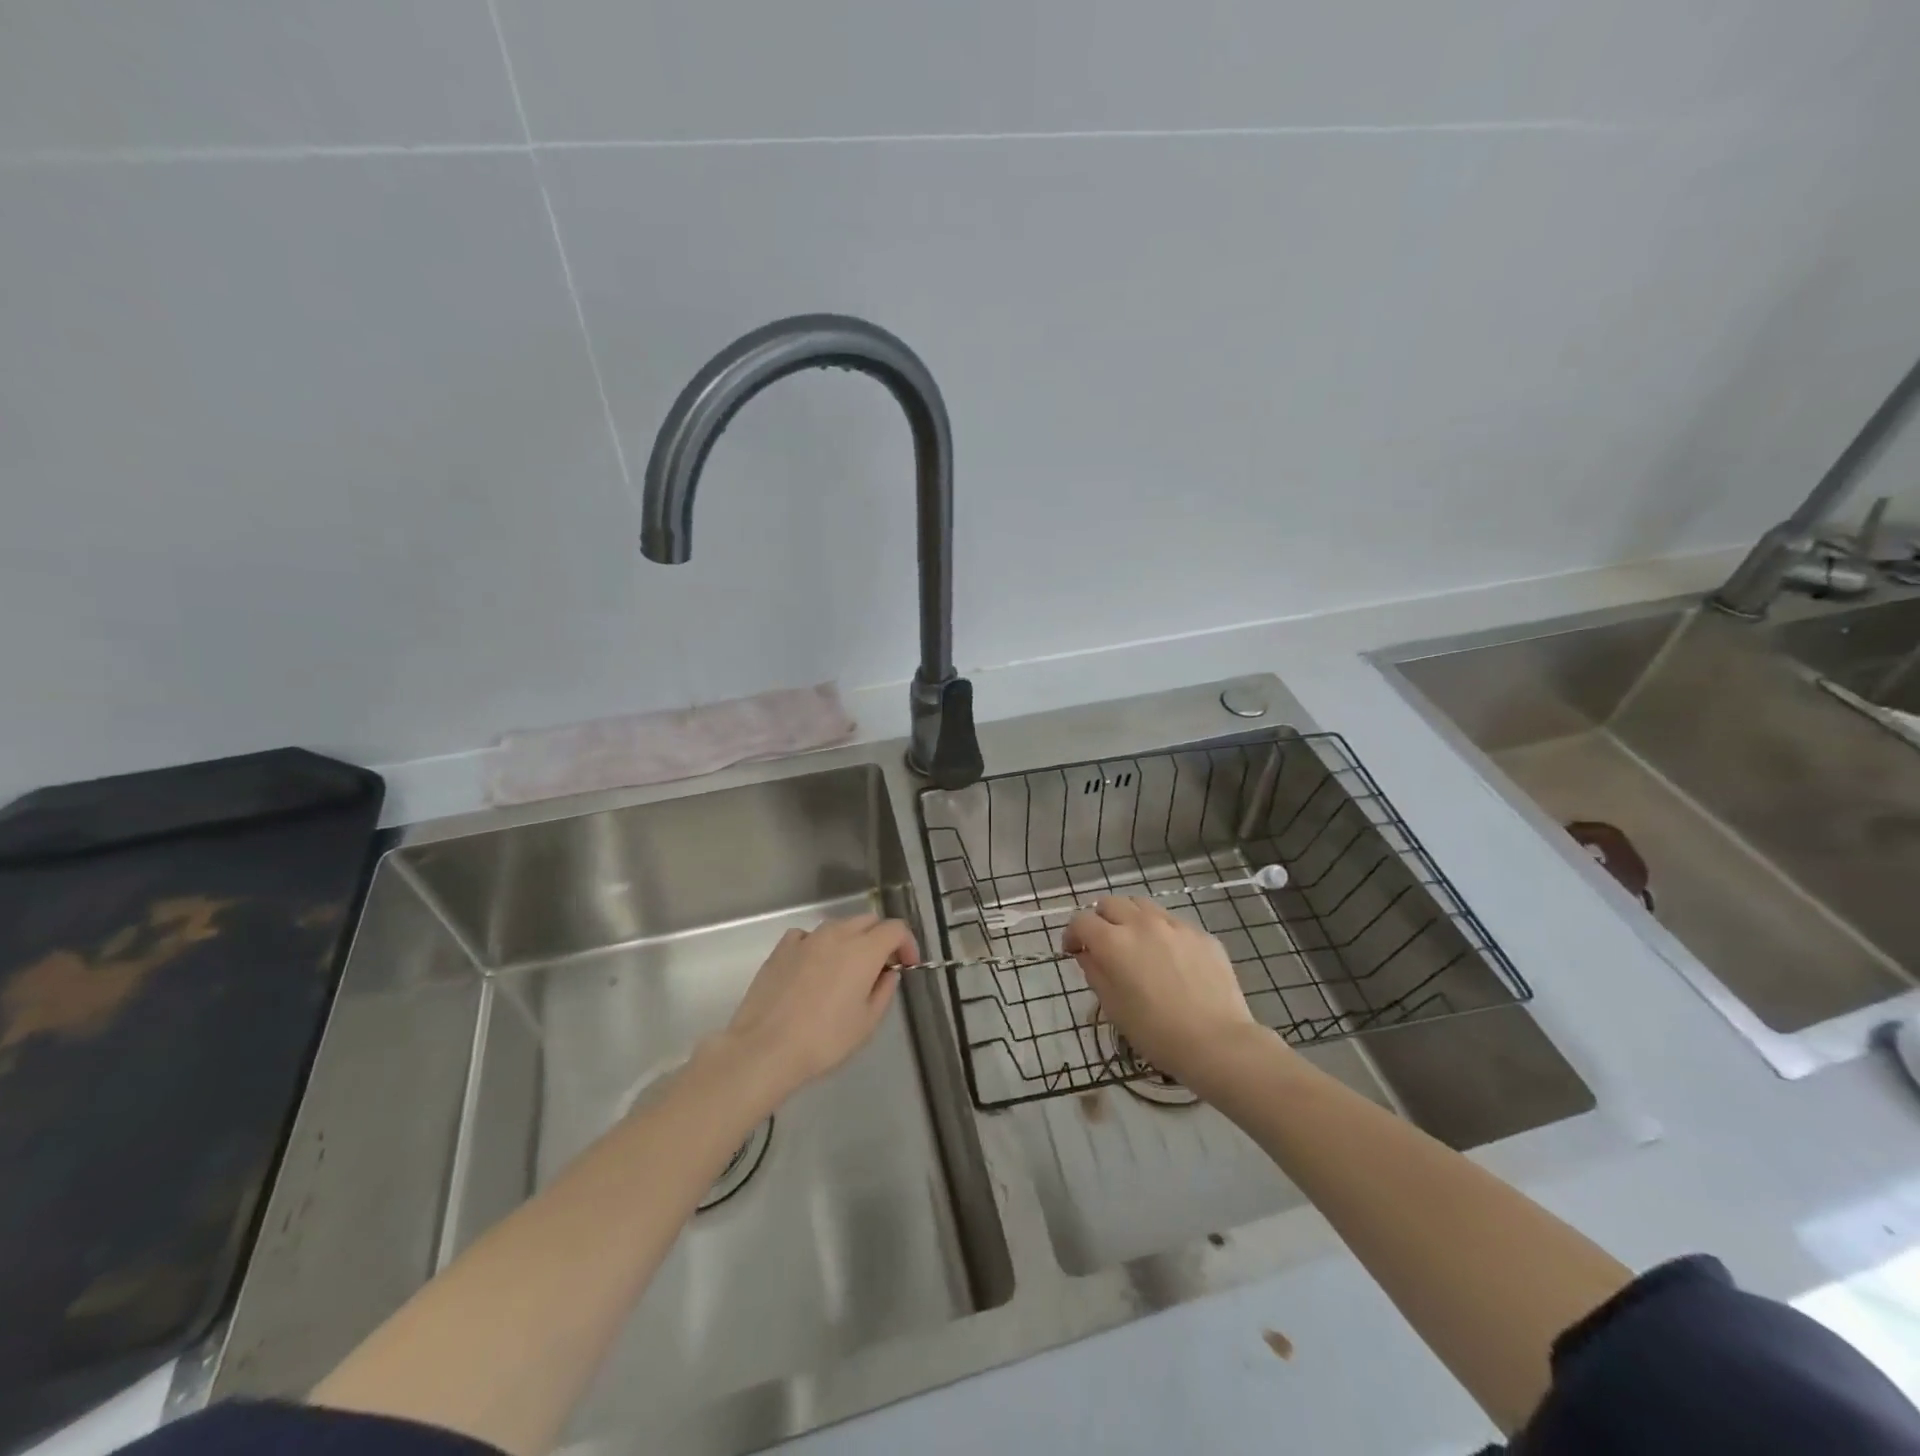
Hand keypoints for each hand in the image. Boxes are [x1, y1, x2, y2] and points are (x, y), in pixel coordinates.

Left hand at [717, 913, 917, 1106]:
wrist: (765, 1048)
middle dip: (880, 938)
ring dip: (850, 941)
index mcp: (863, 950)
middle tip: (880, 968)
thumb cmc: (824, 1040)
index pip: (895, 929)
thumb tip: (887, 973)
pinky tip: (813, 969)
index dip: (907, 944)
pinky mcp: (781, 949)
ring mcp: (806, 938)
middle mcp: (836, 935)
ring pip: (838, 926)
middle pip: (868, 921)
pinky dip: (818, 945)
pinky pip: (807, 936)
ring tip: (845, 971)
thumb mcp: (867, 1023)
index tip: (907, 966)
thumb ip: (884, 991)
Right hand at [1064, 897, 1264, 1090]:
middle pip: (1110, 903)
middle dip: (1100, 919)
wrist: (1217, 1042)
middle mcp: (1142, 923)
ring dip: (1130, 918)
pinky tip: (1170, 959)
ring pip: (1142, 905)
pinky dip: (1161, 932)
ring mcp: (1175, 925)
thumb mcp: (1113, 1007)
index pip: (1081, 920)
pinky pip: (1173, 923)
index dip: (1072, 934)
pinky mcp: (1201, 934)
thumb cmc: (1156, 1032)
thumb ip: (1095, 972)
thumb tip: (1087, 953)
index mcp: (1114, 942)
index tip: (1074, 951)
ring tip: (1136, 943)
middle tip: (1104, 944)